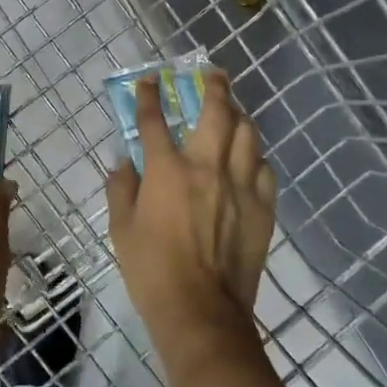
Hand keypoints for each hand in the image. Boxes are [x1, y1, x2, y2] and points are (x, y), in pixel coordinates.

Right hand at [105, 70, 275, 354]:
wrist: (201, 312)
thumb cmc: (152, 271)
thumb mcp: (121, 229)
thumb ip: (121, 189)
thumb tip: (124, 163)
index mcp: (167, 171)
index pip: (155, 120)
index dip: (149, 96)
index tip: (149, 81)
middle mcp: (207, 166)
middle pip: (217, 111)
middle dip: (214, 86)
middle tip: (212, 74)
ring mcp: (240, 185)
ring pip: (248, 133)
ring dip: (239, 116)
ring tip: (233, 112)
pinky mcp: (263, 207)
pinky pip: (265, 168)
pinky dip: (255, 157)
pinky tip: (249, 159)